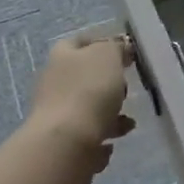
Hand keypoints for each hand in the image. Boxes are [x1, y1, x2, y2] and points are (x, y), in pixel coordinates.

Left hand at [26, 34, 135, 183]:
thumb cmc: (89, 91)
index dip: (102, 43)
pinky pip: (89, 132)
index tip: (125, 51)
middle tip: (128, 86)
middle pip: (85, 75)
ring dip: (110, 111)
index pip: (79, 41)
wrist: (67, 142)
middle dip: (109, 81)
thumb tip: (119, 48)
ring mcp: (56, 112)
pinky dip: (103, 134)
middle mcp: (54, 81)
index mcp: (62, 56)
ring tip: (128, 121)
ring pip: (89, 105)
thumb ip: (115, 47)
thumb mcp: (108, 56)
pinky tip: (113, 141)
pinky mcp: (62, 139)